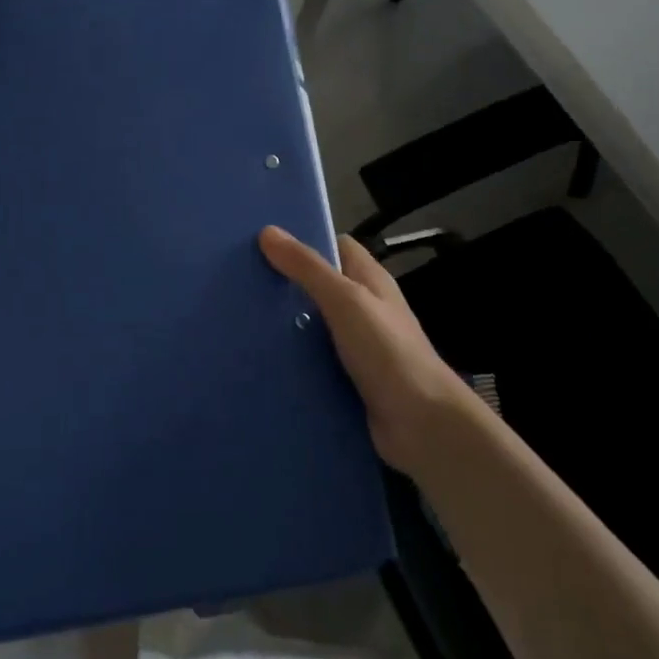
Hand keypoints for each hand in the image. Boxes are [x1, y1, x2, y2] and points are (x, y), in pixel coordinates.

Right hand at [259, 227, 478, 477]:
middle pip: (319, 287)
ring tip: (237, 319)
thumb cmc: (387, 352)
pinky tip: (258, 360)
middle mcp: (364, 309)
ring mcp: (355, 347)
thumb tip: (268, 232)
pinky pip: (311, 362)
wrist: (420, 425)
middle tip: (239, 282)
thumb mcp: (346, 301)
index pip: (335, 247)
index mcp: (370, 281)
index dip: (304, 240)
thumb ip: (308, 268)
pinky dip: (290, 360)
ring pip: (312, 327)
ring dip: (282, 326)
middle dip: (284, 285)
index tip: (262, 242)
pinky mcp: (345, 379)